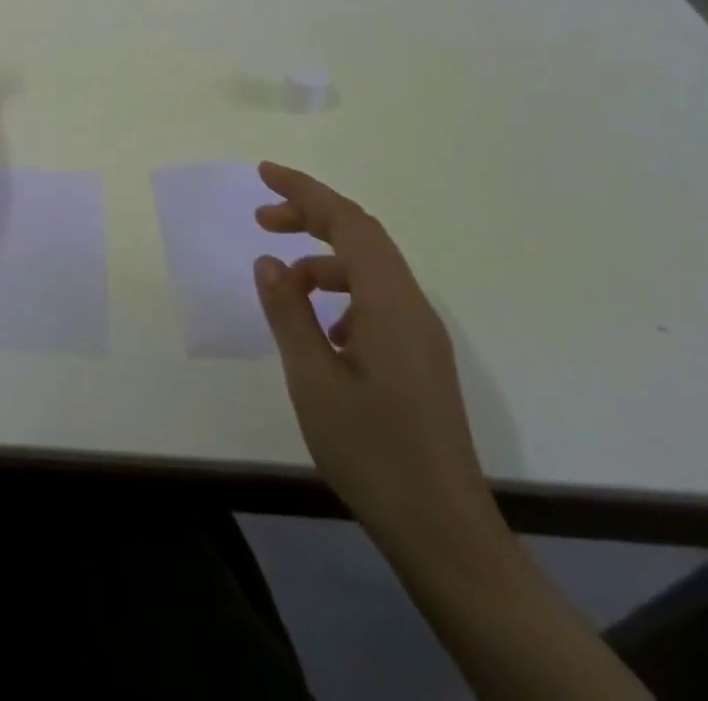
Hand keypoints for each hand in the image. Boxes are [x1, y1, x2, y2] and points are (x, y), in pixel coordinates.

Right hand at [252, 161, 502, 568]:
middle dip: (311, 216)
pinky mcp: (419, 360)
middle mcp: (413, 308)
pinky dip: (340, 294)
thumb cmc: (374, 451)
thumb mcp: (313, 379)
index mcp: (391, 304)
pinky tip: (318, 329)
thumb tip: (269, 262)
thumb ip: (289, 313)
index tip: (264, 175)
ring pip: (369, 271)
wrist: (445, 533)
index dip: (306, 191)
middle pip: (362, 237)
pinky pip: (376, 302)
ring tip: (281, 281)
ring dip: (322, 259)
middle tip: (262, 218)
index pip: (349, 223)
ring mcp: (421, 335)